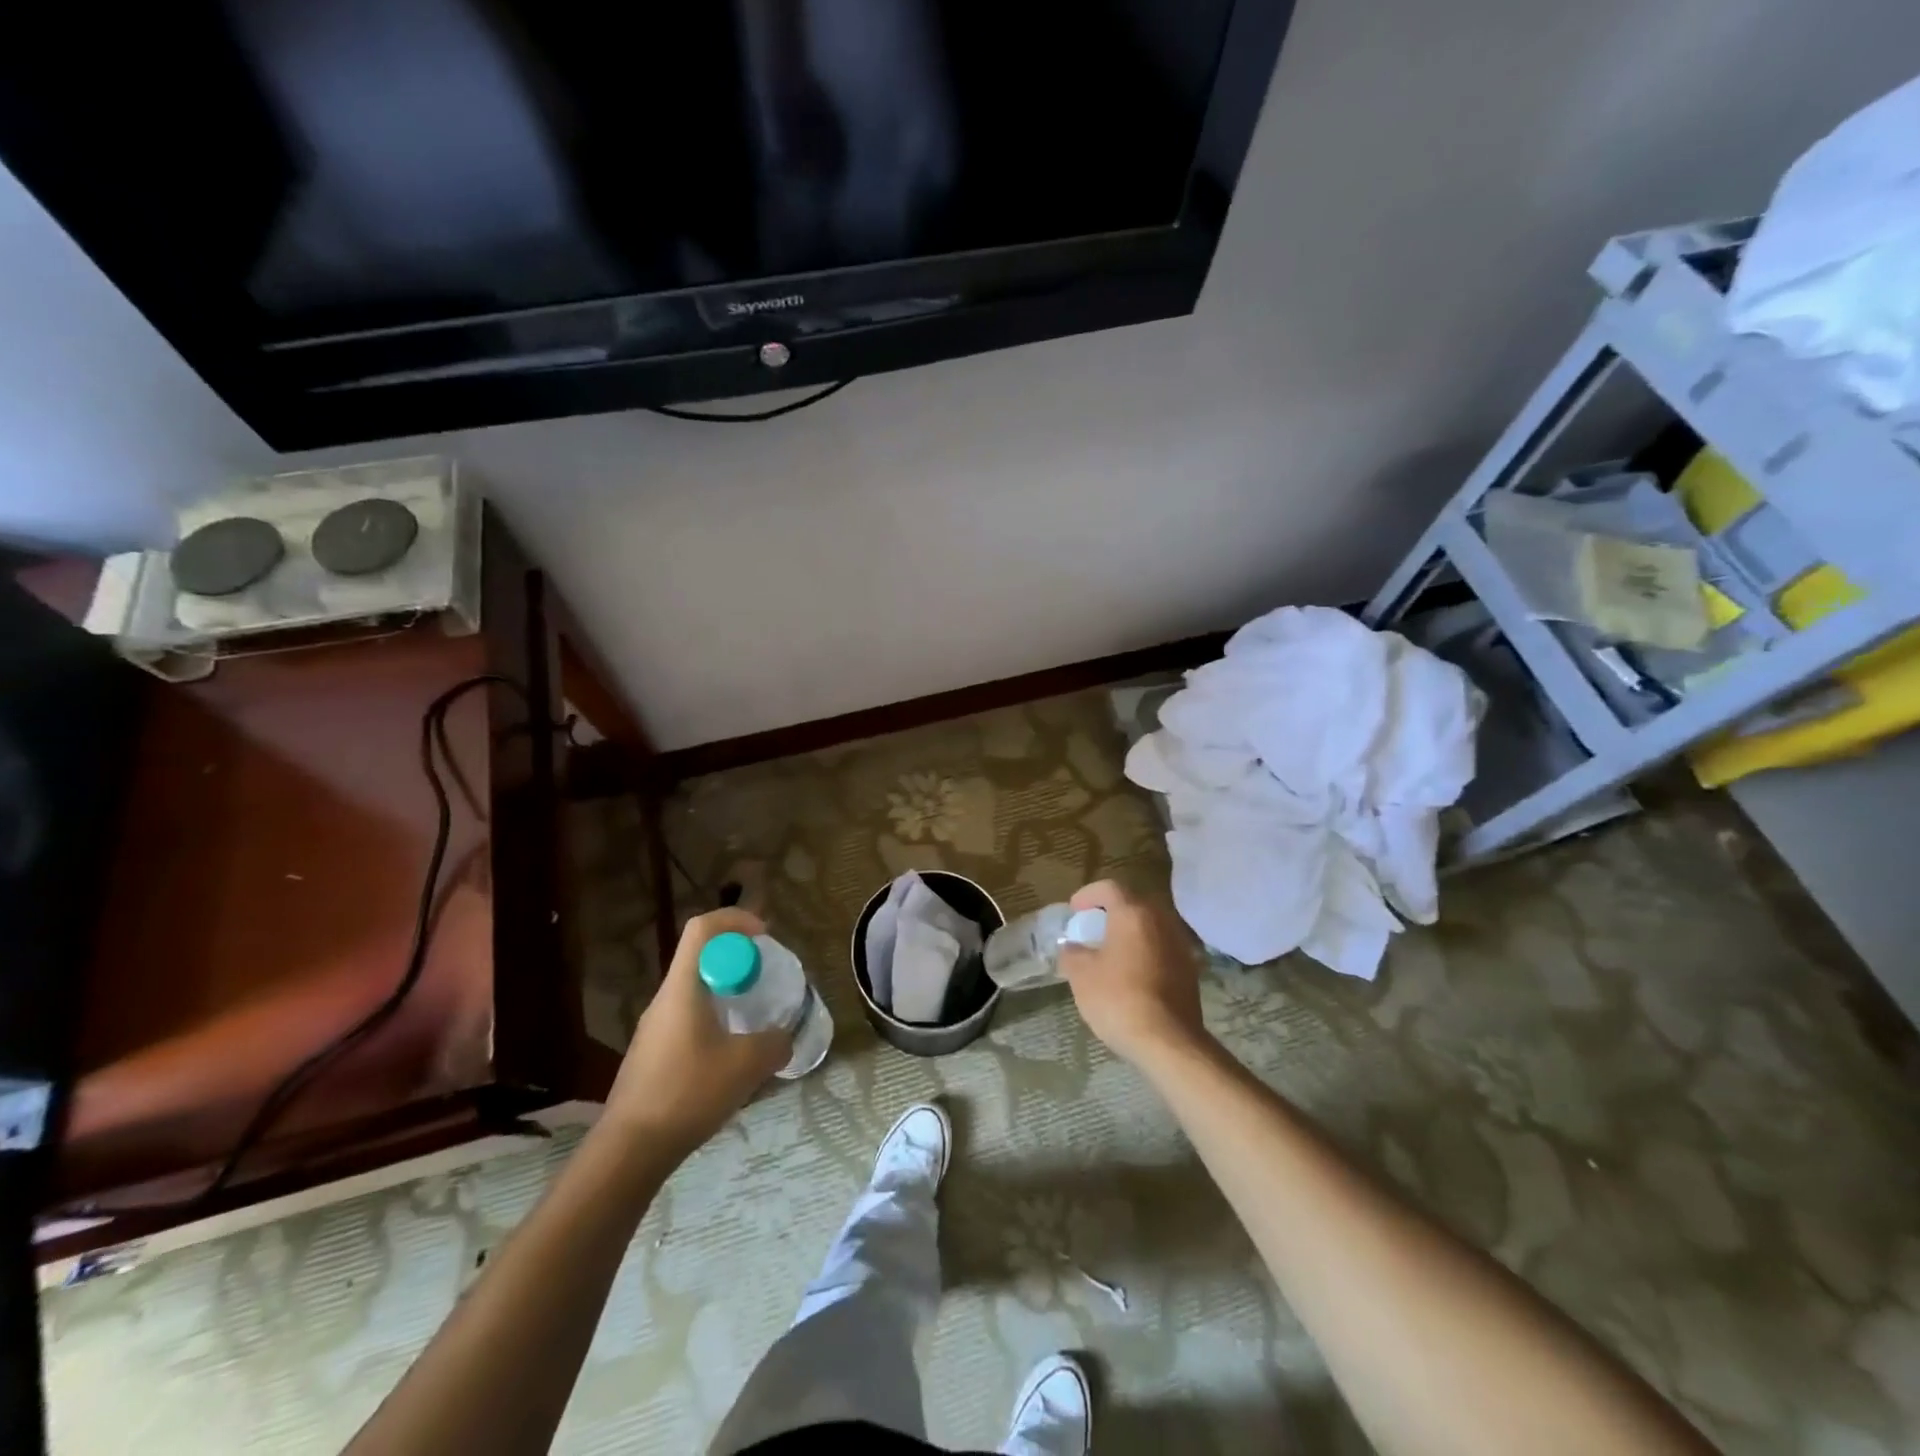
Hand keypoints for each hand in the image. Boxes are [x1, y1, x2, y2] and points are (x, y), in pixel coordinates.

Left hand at [606, 909, 793, 1156]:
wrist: (629, 1151)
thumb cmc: (687, 1093)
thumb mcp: (747, 1066)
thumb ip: (775, 1043)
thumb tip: (784, 1037)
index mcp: (683, 988)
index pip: (702, 928)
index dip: (736, 921)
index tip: (764, 938)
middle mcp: (665, 999)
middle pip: (701, 957)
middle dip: (738, 960)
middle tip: (766, 982)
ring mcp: (654, 1028)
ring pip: (696, 991)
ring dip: (727, 994)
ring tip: (754, 1021)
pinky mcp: (652, 1055)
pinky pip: (688, 1020)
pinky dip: (715, 1022)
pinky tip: (730, 1060)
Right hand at [1057, 880, 1206, 1069]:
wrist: (1168, 1042)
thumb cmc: (1118, 999)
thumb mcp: (1081, 975)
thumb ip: (1072, 953)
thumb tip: (1072, 948)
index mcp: (1133, 913)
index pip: (1109, 888)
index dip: (1088, 895)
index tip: (1074, 911)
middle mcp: (1161, 920)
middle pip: (1133, 903)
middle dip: (1110, 912)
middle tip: (1092, 928)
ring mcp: (1179, 944)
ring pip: (1150, 926)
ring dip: (1129, 932)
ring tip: (1110, 951)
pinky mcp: (1189, 969)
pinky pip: (1161, 947)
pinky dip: (1144, 951)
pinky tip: (1131, 973)